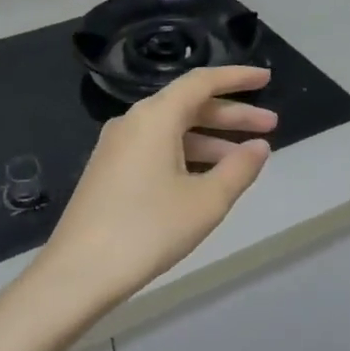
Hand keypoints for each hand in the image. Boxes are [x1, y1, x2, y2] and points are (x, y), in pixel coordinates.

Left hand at [25, 65, 274, 322]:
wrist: (78, 273)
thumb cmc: (148, 230)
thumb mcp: (205, 201)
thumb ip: (239, 168)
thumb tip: (259, 146)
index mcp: (155, 117)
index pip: (202, 82)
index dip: (238, 78)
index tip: (267, 78)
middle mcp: (133, 122)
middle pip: (189, 105)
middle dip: (232, 114)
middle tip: (271, 125)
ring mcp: (117, 147)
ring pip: (173, 130)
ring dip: (211, 138)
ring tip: (246, 157)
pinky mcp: (110, 171)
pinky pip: (157, 148)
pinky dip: (187, 154)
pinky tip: (208, 177)